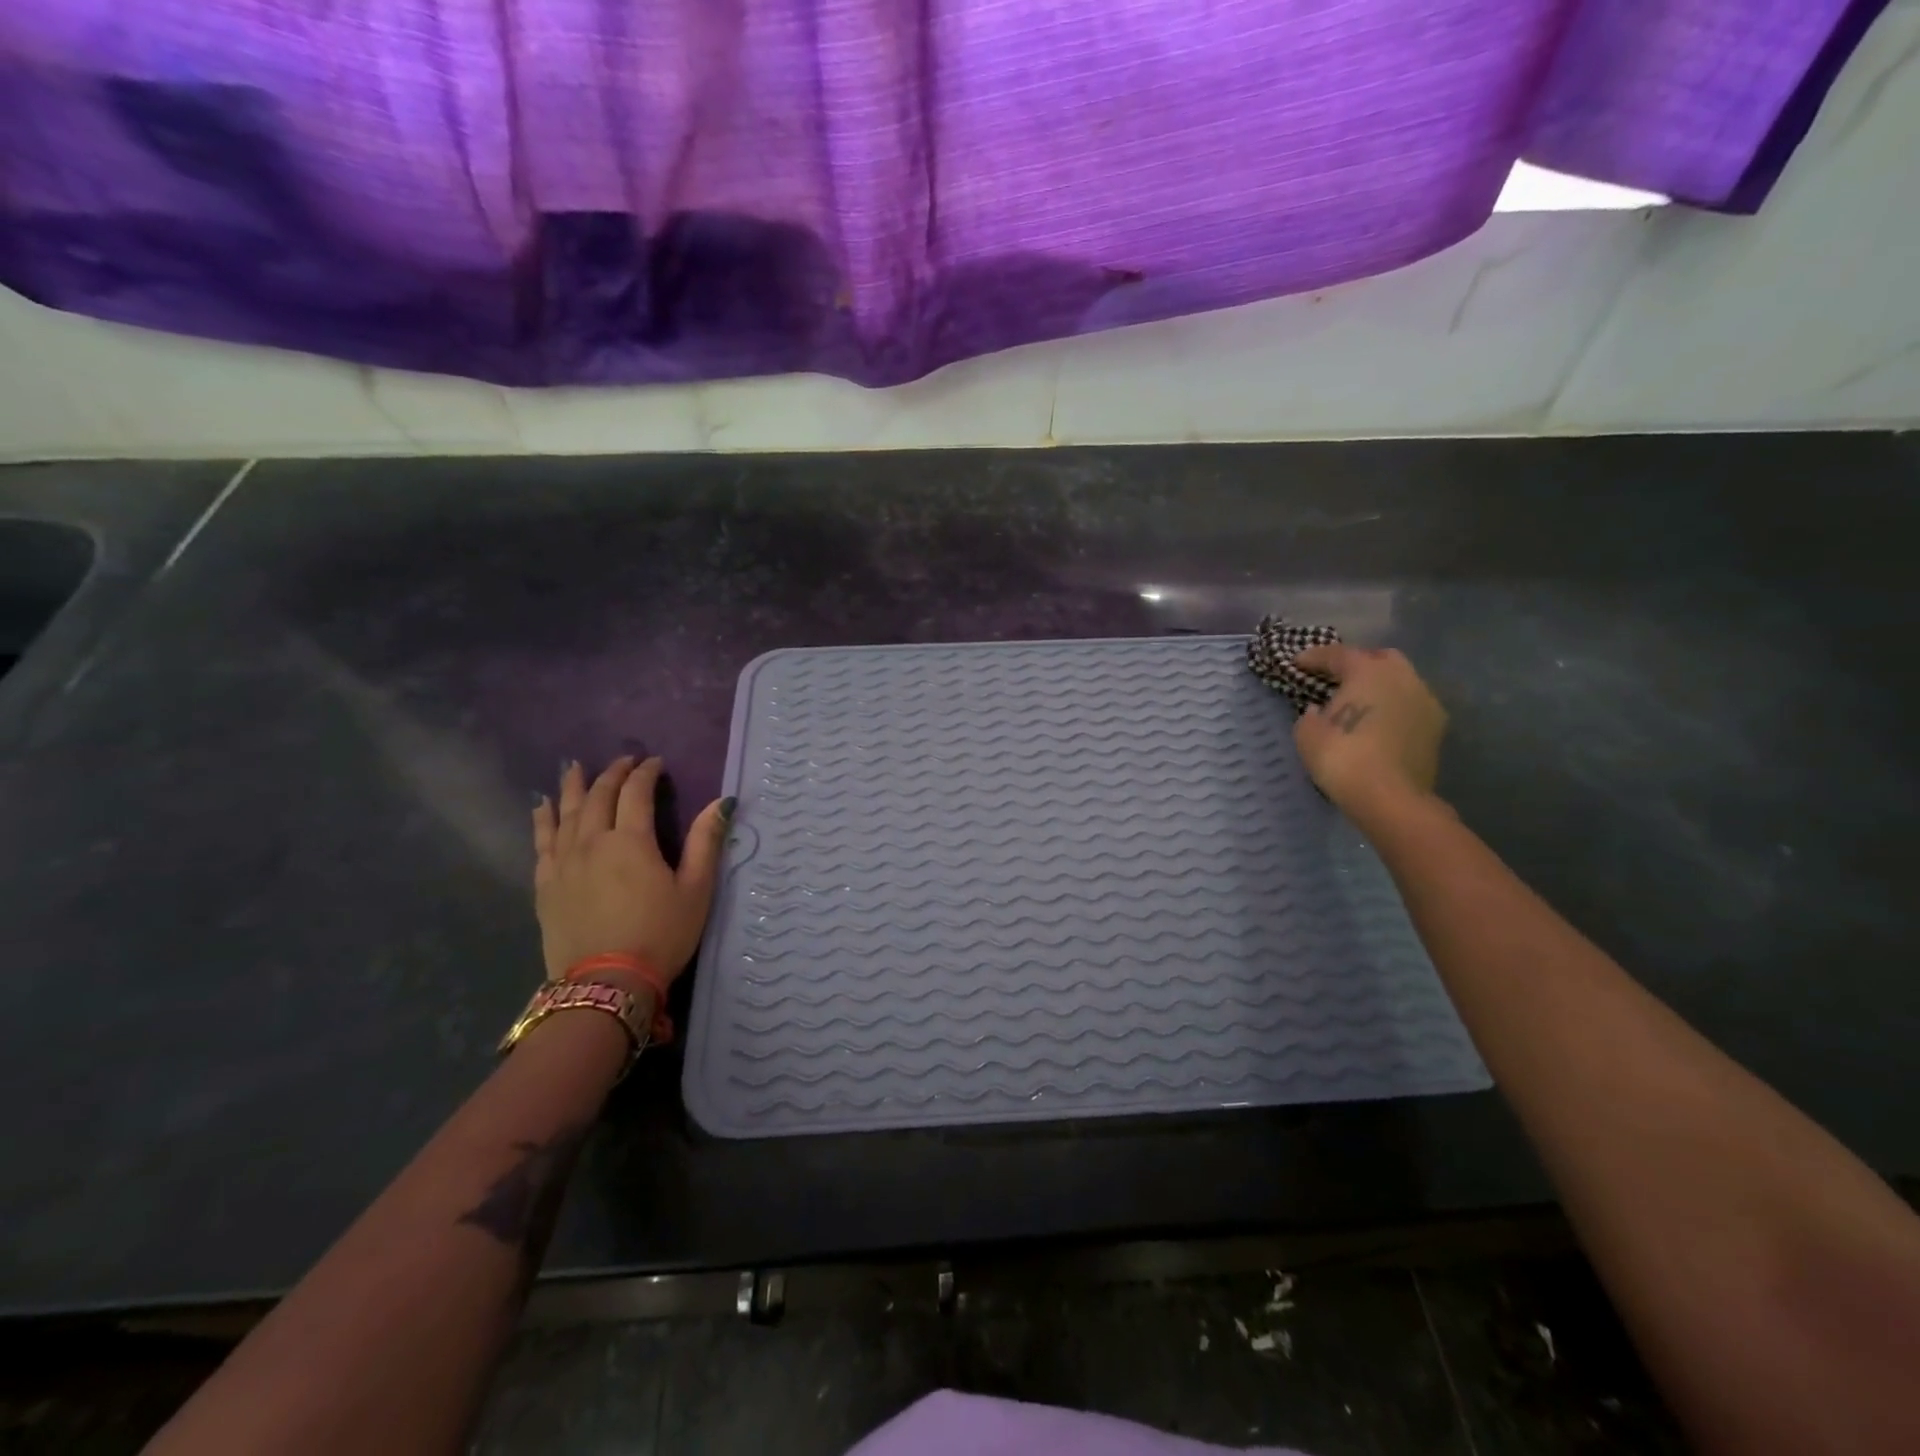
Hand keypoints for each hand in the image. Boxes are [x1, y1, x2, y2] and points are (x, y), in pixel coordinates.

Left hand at [531, 757, 731, 980]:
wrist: (605, 984)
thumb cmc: (660, 935)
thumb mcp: (695, 890)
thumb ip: (705, 842)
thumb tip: (722, 802)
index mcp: (631, 841)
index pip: (636, 792)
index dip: (646, 773)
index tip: (656, 763)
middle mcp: (592, 841)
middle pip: (599, 796)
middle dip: (612, 774)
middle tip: (624, 762)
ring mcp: (564, 862)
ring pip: (566, 812)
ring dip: (573, 786)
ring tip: (575, 767)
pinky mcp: (546, 884)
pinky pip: (542, 840)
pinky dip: (543, 818)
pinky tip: (543, 806)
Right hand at [1291, 645, 1446, 824]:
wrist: (1390, 798)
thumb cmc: (1342, 758)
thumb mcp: (1307, 734)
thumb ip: (1311, 714)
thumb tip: (1321, 710)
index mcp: (1368, 671)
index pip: (1337, 654)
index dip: (1314, 657)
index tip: (1296, 662)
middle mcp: (1402, 676)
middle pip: (1379, 658)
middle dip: (1357, 663)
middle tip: (1335, 677)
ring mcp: (1425, 700)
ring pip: (1400, 681)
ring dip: (1379, 686)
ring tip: (1359, 702)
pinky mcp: (1437, 727)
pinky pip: (1410, 706)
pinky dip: (1393, 708)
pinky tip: (1378, 723)